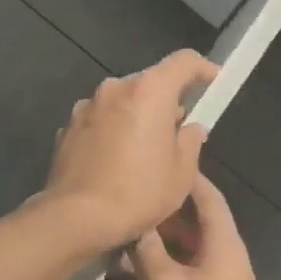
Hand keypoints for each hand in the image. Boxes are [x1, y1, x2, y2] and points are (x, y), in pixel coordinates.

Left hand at [43, 49, 217, 250]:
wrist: (76, 218)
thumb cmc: (139, 193)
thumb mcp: (181, 173)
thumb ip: (191, 141)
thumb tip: (190, 128)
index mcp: (149, 91)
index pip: (183, 61)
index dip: (202, 68)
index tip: (212, 81)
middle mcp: (115, 88)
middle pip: (149, 82)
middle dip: (166, 100)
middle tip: (178, 129)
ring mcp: (87, 106)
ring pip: (122, 101)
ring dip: (136, 115)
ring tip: (144, 149)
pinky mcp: (68, 127)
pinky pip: (100, 120)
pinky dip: (112, 130)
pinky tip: (115, 161)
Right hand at [124, 173, 280, 279]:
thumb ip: (146, 250)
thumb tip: (134, 220)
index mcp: (222, 244)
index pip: (207, 197)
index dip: (185, 178)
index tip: (156, 163)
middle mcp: (222, 260)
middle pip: (188, 229)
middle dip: (154, 224)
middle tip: (121, 213)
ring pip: (177, 261)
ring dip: (148, 260)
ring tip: (112, 260)